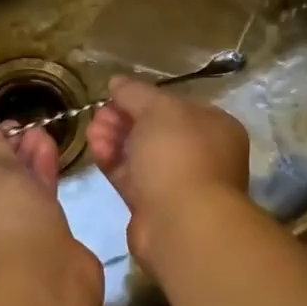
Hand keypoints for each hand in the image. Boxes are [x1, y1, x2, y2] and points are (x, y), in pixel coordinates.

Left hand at [0, 121, 101, 305]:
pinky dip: (40, 175)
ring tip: (38, 130)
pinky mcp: (38, 240)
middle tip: (18, 126)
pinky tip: (49, 148)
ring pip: (13, 189)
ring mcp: (7, 237)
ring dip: (24, 159)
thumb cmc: (6, 225)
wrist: (46, 286)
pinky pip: (35, 201)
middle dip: (1, 150)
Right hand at [87, 78, 250, 267]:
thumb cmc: (179, 154)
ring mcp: (177, 182)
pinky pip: (130, 177)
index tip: (115, 96)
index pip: (174, 106)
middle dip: (123, 118)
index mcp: (214, 127)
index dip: (143, 98)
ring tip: (92, 130)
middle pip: (154, 129)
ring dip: (114, 138)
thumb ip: (135, 93)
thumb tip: (117, 82)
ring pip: (139, 154)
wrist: (182, 223)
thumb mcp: (157, 109)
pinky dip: (113, 161)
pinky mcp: (153, 206)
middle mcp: (200, 154)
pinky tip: (95, 148)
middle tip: (99, 114)